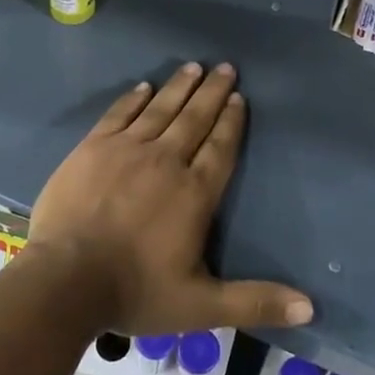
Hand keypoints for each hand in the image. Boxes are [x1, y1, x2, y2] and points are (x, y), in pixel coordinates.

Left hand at [26, 62, 313, 336]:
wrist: (64, 280)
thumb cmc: (135, 291)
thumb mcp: (201, 306)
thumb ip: (254, 302)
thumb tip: (310, 308)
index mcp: (195, 193)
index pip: (221, 148)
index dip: (231, 121)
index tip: (239, 97)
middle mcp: (166, 161)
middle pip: (195, 119)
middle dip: (212, 92)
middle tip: (225, 67)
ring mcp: (126, 150)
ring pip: (161, 109)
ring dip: (179, 87)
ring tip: (194, 66)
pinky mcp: (93, 148)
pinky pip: (120, 114)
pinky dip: (134, 99)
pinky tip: (144, 86)